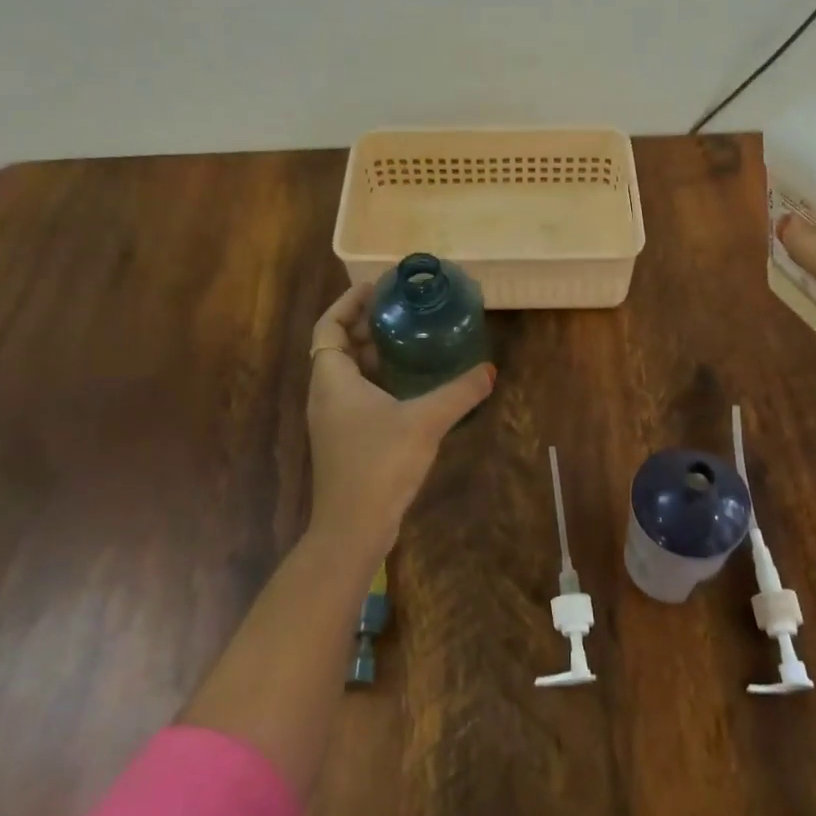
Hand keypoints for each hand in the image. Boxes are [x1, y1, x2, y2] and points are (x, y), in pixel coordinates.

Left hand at [305, 282, 495, 559]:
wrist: (353, 528)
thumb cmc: (379, 464)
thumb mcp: (424, 422)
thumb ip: (458, 393)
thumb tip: (489, 370)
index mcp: (332, 379)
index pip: (330, 325)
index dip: (349, 302)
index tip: (378, 287)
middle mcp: (326, 393)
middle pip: (338, 345)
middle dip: (366, 324)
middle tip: (402, 309)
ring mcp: (333, 419)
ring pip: (348, 372)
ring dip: (373, 352)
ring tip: (409, 339)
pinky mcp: (345, 439)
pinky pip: (357, 394)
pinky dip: (378, 379)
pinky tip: (410, 385)